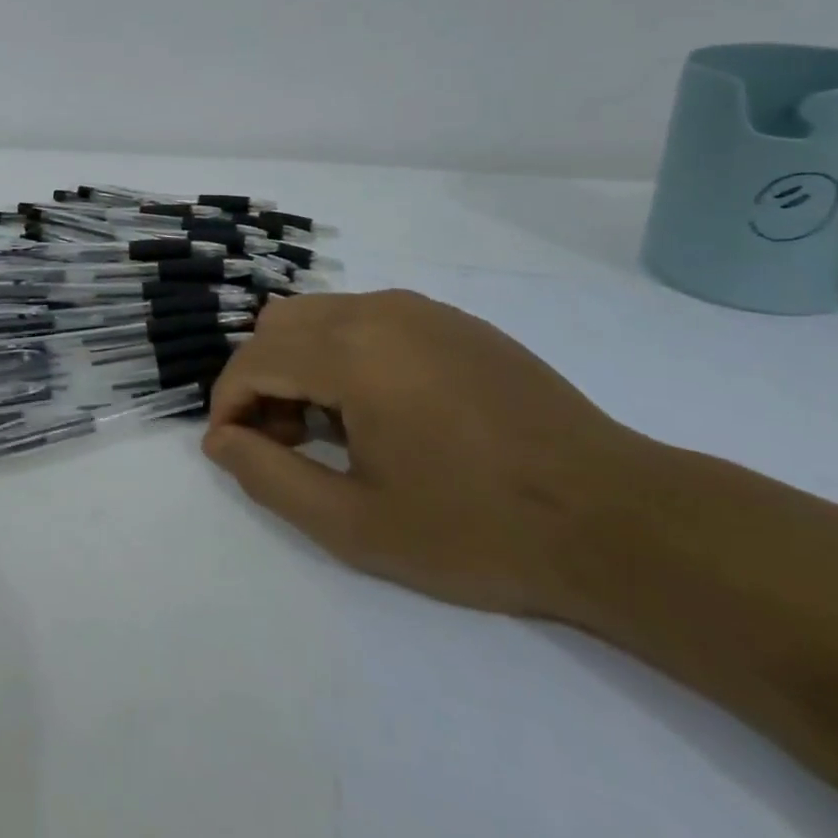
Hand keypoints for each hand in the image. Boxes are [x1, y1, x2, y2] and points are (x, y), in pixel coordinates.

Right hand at [202, 291, 655, 616]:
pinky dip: (344, 352)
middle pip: (278, 326)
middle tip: (288, 443)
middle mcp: (378, 311)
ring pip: (320, 315)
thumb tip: (219, 440)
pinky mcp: (452, 321)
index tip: (236, 451)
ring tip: (333, 429)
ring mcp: (420, 309)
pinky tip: (383, 410)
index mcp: (352, 352)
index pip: (253, 359)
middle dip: (262, 380)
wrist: (617, 519)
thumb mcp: (356, 525)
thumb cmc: (478, 529)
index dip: (228, 404)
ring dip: (301, 363)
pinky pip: (367, 319)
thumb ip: (269, 477)